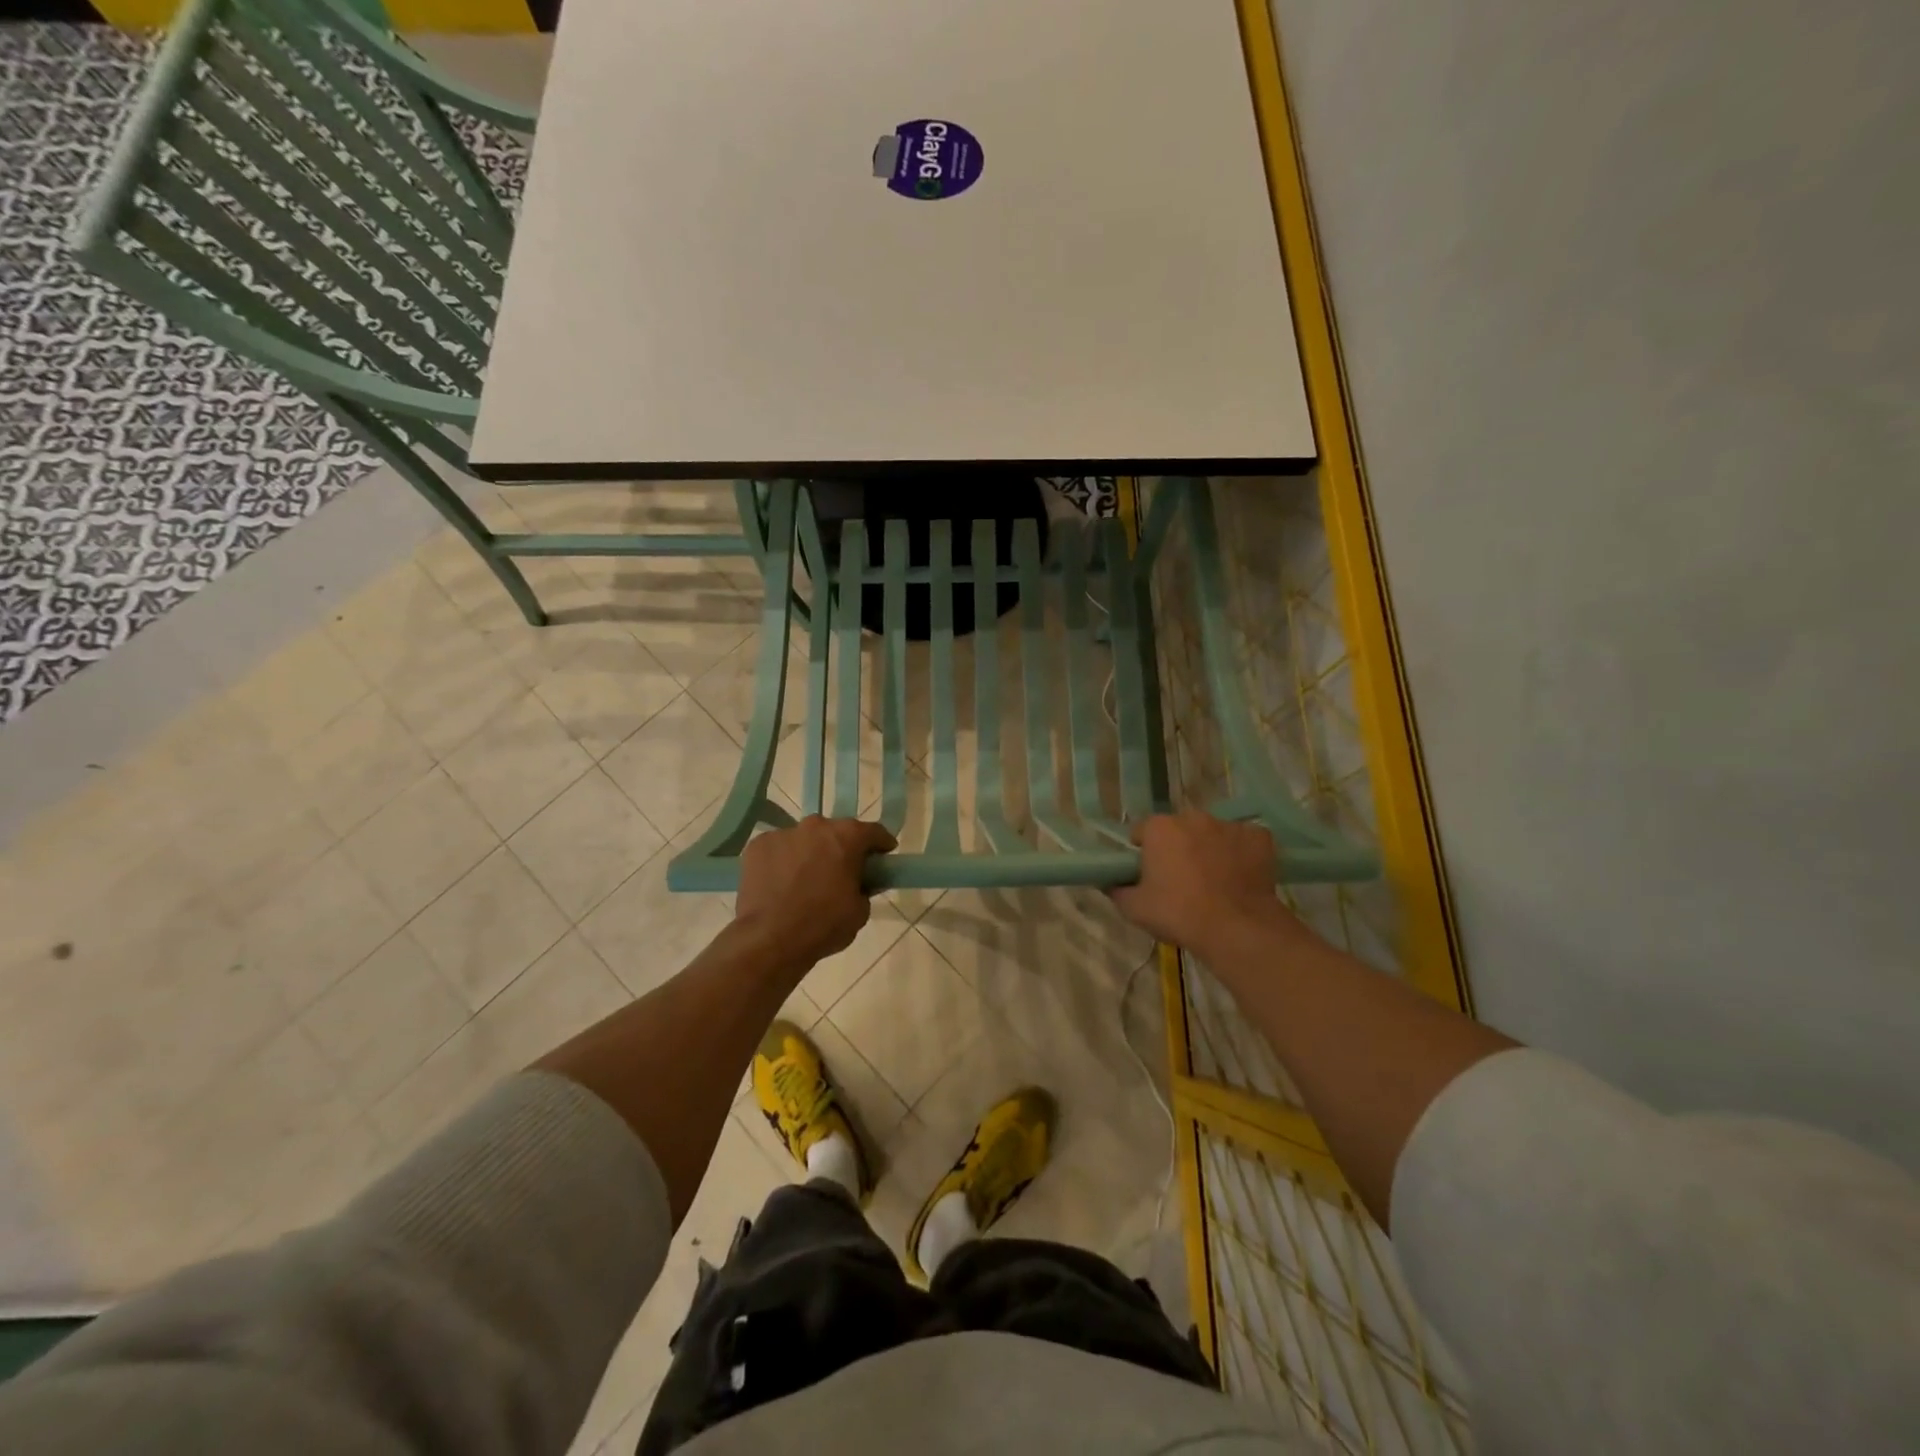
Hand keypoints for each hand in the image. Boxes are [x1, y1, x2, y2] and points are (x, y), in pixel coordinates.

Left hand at [733, 816, 896, 966]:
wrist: (770, 939)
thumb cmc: (823, 924)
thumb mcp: (860, 910)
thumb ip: (864, 888)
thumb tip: (857, 882)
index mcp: (847, 837)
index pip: (874, 831)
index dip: (882, 844)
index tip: (883, 856)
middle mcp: (816, 826)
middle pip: (836, 831)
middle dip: (842, 847)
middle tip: (842, 871)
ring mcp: (783, 833)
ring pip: (804, 839)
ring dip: (810, 853)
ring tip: (806, 879)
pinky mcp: (758, 845)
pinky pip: (778, 849)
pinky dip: (783, 861)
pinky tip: (780, 884)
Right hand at [1109, 812, 1299, 955]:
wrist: (1236, 928)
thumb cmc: (1178, 914)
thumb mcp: (1134, 909)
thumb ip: (1117, 890)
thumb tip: (1110, 883)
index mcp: (1159, 828)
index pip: (1142, 832)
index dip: (1143, 852)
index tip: (1148, 874)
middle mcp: (1193, 817)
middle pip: (1179, 829)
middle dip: (1178, 847)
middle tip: (1180, 879)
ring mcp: (1229, 825)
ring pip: (1212, 833)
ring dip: (1209, 849)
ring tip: (1214, 881)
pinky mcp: (1259, 837)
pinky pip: (1244, 841)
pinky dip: (1241, 854)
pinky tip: (1241, 877)